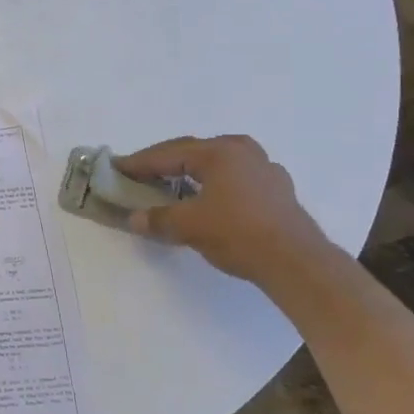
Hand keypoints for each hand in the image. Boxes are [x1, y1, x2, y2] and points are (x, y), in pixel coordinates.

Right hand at [114, 135, 332, 284]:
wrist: (297, 263)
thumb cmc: (238, 234)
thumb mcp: (188, 226)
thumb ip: (157, 218)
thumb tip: (134, 219)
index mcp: (218, 152)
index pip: (167, 154)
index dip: (138, 162)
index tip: (116, 167)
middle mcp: (241, 150)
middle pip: (191, 151)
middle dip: (162, 162)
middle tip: (138, 173)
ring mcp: (264, 168)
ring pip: (215, 161)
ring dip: (189, 170)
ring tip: (170, 182)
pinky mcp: (277, 189)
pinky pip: (234, 176)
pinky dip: (213, 182)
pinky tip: (208, 195)